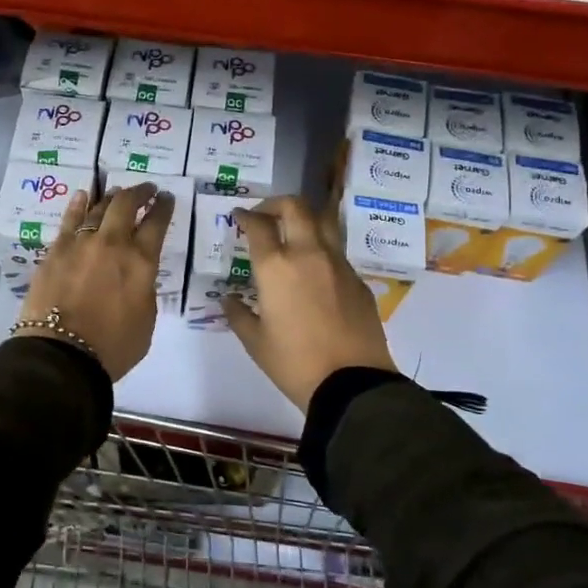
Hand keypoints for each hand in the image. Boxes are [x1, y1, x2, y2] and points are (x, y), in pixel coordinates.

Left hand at [17, 183, 174, 380]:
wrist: (62, 354)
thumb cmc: (112, 346)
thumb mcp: (146, 320)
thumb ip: (144, 290)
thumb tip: (136, 276)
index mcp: (141, 262)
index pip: (157, 223)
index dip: (164, 207)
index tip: (166, 198)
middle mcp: (113, 243)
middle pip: (126, 205)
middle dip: (140, 192)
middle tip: (146, 189)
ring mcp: (81, 243)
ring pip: (98, 208)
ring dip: (111, 197)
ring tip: (117, 192)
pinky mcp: (56, 251)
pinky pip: (69, 220)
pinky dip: (78, 205)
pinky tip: (82, 196)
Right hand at [225, 196, 398, 411]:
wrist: (352, 383)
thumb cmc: (294, 363)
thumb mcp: (256, 342)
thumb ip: (238, 314)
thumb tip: (229, 300)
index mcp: (276, 268)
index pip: (259, 225)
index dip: (246, 216)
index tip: (239, 217)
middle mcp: (308, 255)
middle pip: (295, 207)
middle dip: (276, 204)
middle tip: (265, 215)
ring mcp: (338, 264)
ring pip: (323, 221)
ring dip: (305, 218)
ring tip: (293, 231)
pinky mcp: (358, 280)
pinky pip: (337, 251)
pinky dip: (322, 248)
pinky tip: (315, 270)